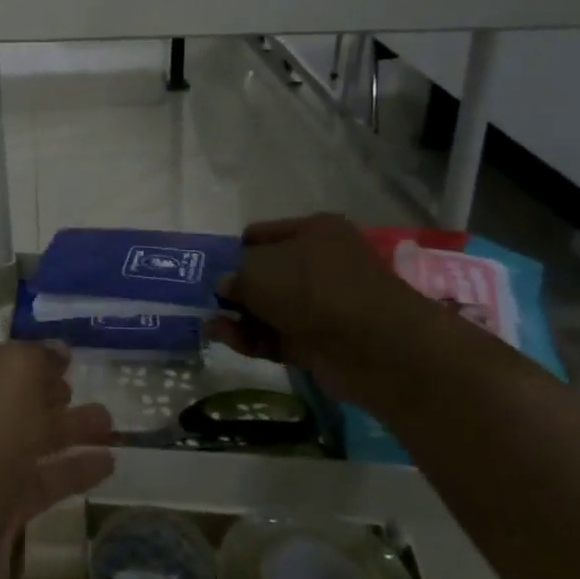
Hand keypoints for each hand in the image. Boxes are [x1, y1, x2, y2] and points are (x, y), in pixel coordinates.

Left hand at [0, 343, 113, 578]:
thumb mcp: (8, 375)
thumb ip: (36, 358)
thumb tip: (56, 352)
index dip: (28, 357)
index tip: (69, 360)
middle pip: (7, 400)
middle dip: (49, 395)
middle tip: (90, 391)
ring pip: (24, 442)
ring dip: (66, 431)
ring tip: (111, 426)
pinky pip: (35, 485)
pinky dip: (68, 473)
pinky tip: (107, 466)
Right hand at [206, 215, 467, 413]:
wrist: (375, 347)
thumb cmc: (313, 289)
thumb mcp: (257, 271)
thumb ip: (233, 275)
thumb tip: (226, 286)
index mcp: (313, 231)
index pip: (260, 235)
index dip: (233, 250)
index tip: (209, 269)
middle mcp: (320, 264)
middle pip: (265, 274)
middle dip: (235, 288)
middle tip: (204, 300)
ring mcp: (322, 305)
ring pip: (269, 308)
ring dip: (238, 316)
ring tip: (207, 325)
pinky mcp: (320, 342)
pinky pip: (277, 336)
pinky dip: (251, 338)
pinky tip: (224, 338)